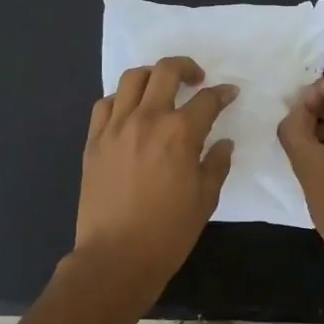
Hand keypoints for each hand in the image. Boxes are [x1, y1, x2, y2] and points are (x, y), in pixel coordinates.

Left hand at [73, 56, 236, 296]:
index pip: (207, 99)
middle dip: (186, 67)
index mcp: (180, 132)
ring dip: (151, 76)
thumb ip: (217, 164)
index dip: (222, 94)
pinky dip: (120, 99)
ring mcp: (115, 126)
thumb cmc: (169, 231)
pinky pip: (104, 104)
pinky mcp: (93, 140)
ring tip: (161, 88)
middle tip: (196, 80)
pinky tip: (129, 111)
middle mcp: (147, 119)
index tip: (229, 94)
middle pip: (166, 71)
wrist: (116, 256)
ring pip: (131, 79)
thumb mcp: (205, 199)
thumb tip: (223, 143)